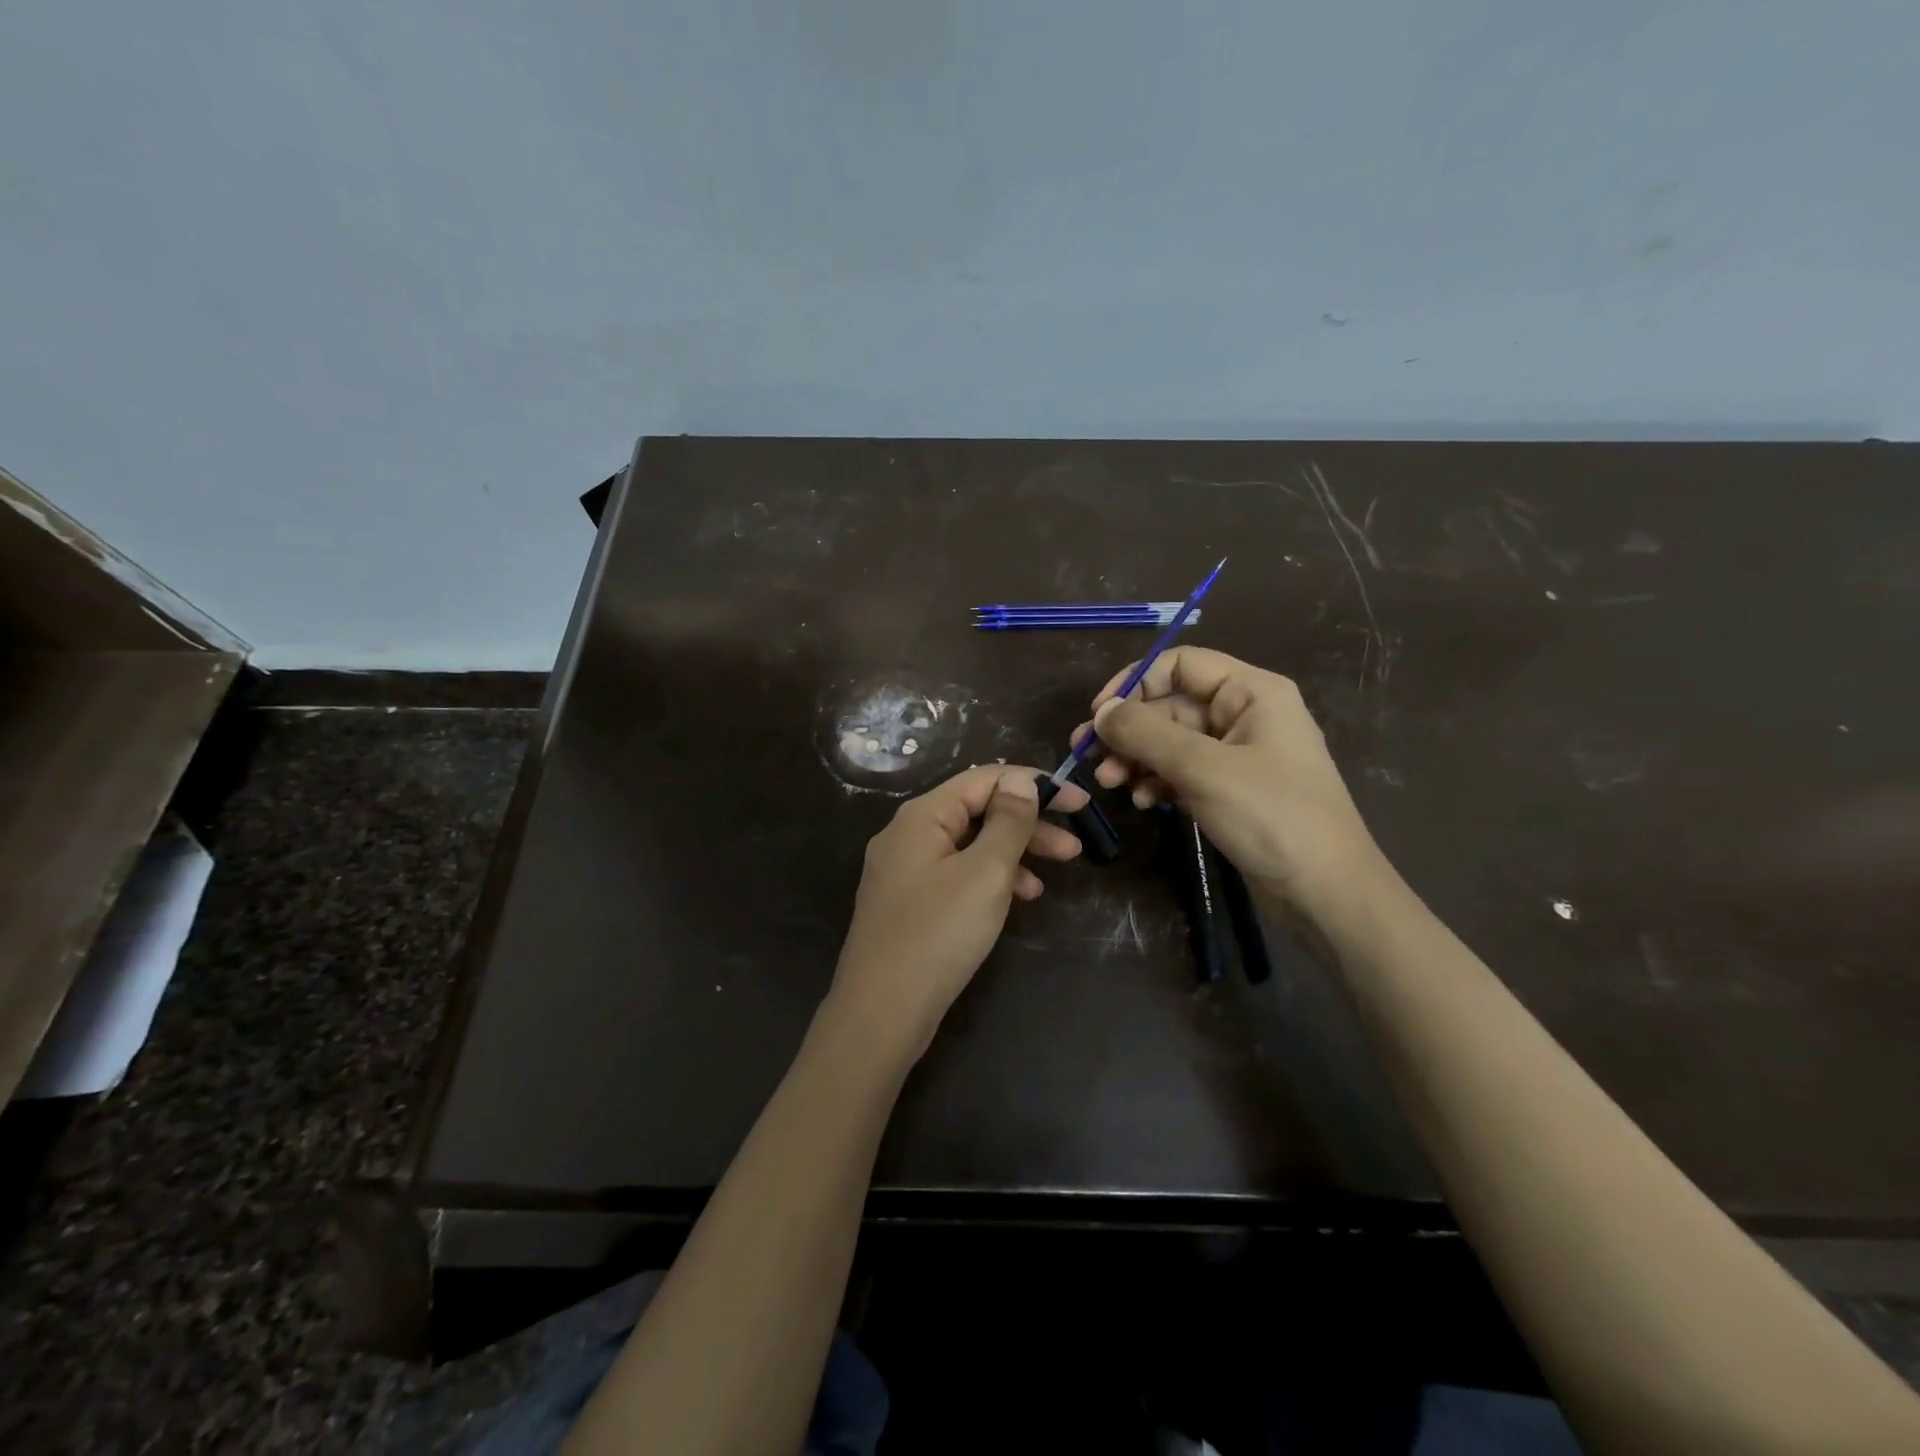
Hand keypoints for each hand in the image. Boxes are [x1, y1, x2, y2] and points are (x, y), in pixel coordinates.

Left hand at [827, 765, 1088, 1063]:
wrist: (881, 1013)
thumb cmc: (938, 934)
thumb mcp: (985, 873)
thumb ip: (1007, 822)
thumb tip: (1019, 781)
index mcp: (922, 816)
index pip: (985, 779)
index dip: (1035, 784)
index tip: (1080, 802)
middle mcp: (908, 835)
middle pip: (977, 811)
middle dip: (1028, 824)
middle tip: (1074, 848)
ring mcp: (904, 871)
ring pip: (969, 846)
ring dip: (1013, 854)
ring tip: (1050, 878)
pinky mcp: (909, 903)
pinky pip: (957, 875)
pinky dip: (990, 880)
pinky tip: (1016, 900)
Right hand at [1073, 647, 1389, 926]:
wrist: (1326, 894)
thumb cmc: (1272, 817)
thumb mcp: (1203, 769)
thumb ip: (1146, 734)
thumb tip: (1100, 712)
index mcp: (1252, 692)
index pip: (1181, 664)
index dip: (1135, 682)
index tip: (1099, 714)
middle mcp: (1245, 715)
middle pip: (1171, 706)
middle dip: (1129, 731)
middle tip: (1088, 758)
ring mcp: (1238, 755)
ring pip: (1172, 742)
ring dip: (1137, 759)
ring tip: (1110, 785)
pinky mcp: (1231, 790)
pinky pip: (1183, 772)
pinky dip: (1158, 782)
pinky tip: (1143, 802)